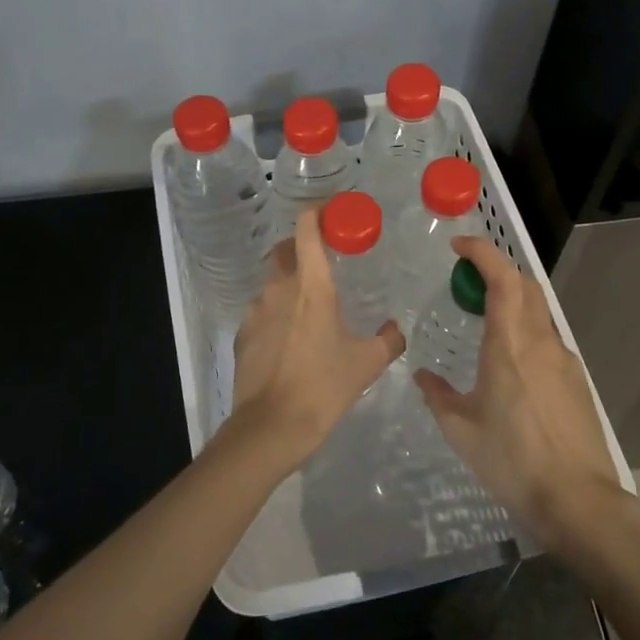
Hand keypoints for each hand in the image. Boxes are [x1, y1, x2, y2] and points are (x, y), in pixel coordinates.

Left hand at [227, 206, 405, 475]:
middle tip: (325, 263)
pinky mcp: (242, 335)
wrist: (271, 427)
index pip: (307, 229)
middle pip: (285, 250)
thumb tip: (396, 329)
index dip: (317, 213)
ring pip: (272, 283)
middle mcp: (278, 289)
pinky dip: (277, 315)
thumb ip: (388, 340)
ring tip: (310, 311)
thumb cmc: (324, 387)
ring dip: (289, 285)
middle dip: (302, 247)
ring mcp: (255, 311)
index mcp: (311, 286)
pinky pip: (262, 312)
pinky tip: (291, 341)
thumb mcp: (366, 363)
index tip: (333, 212)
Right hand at [412, 236, 621, 547]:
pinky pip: (547, 339)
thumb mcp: (461, 429)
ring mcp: (564, 360)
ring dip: (513, 302)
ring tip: (484, 323)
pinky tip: (510, 364)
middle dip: (496, 272)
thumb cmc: (511, 460)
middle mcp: (541, 342)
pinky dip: (526, 331)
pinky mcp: (576, 381)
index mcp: (510, 345)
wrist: (576, 499)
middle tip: (466, 285)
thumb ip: (438, 395)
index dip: (482, 253)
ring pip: (539, 312)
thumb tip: (423, 376)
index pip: (502, 278)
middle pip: (525, 286)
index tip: (458, 247)